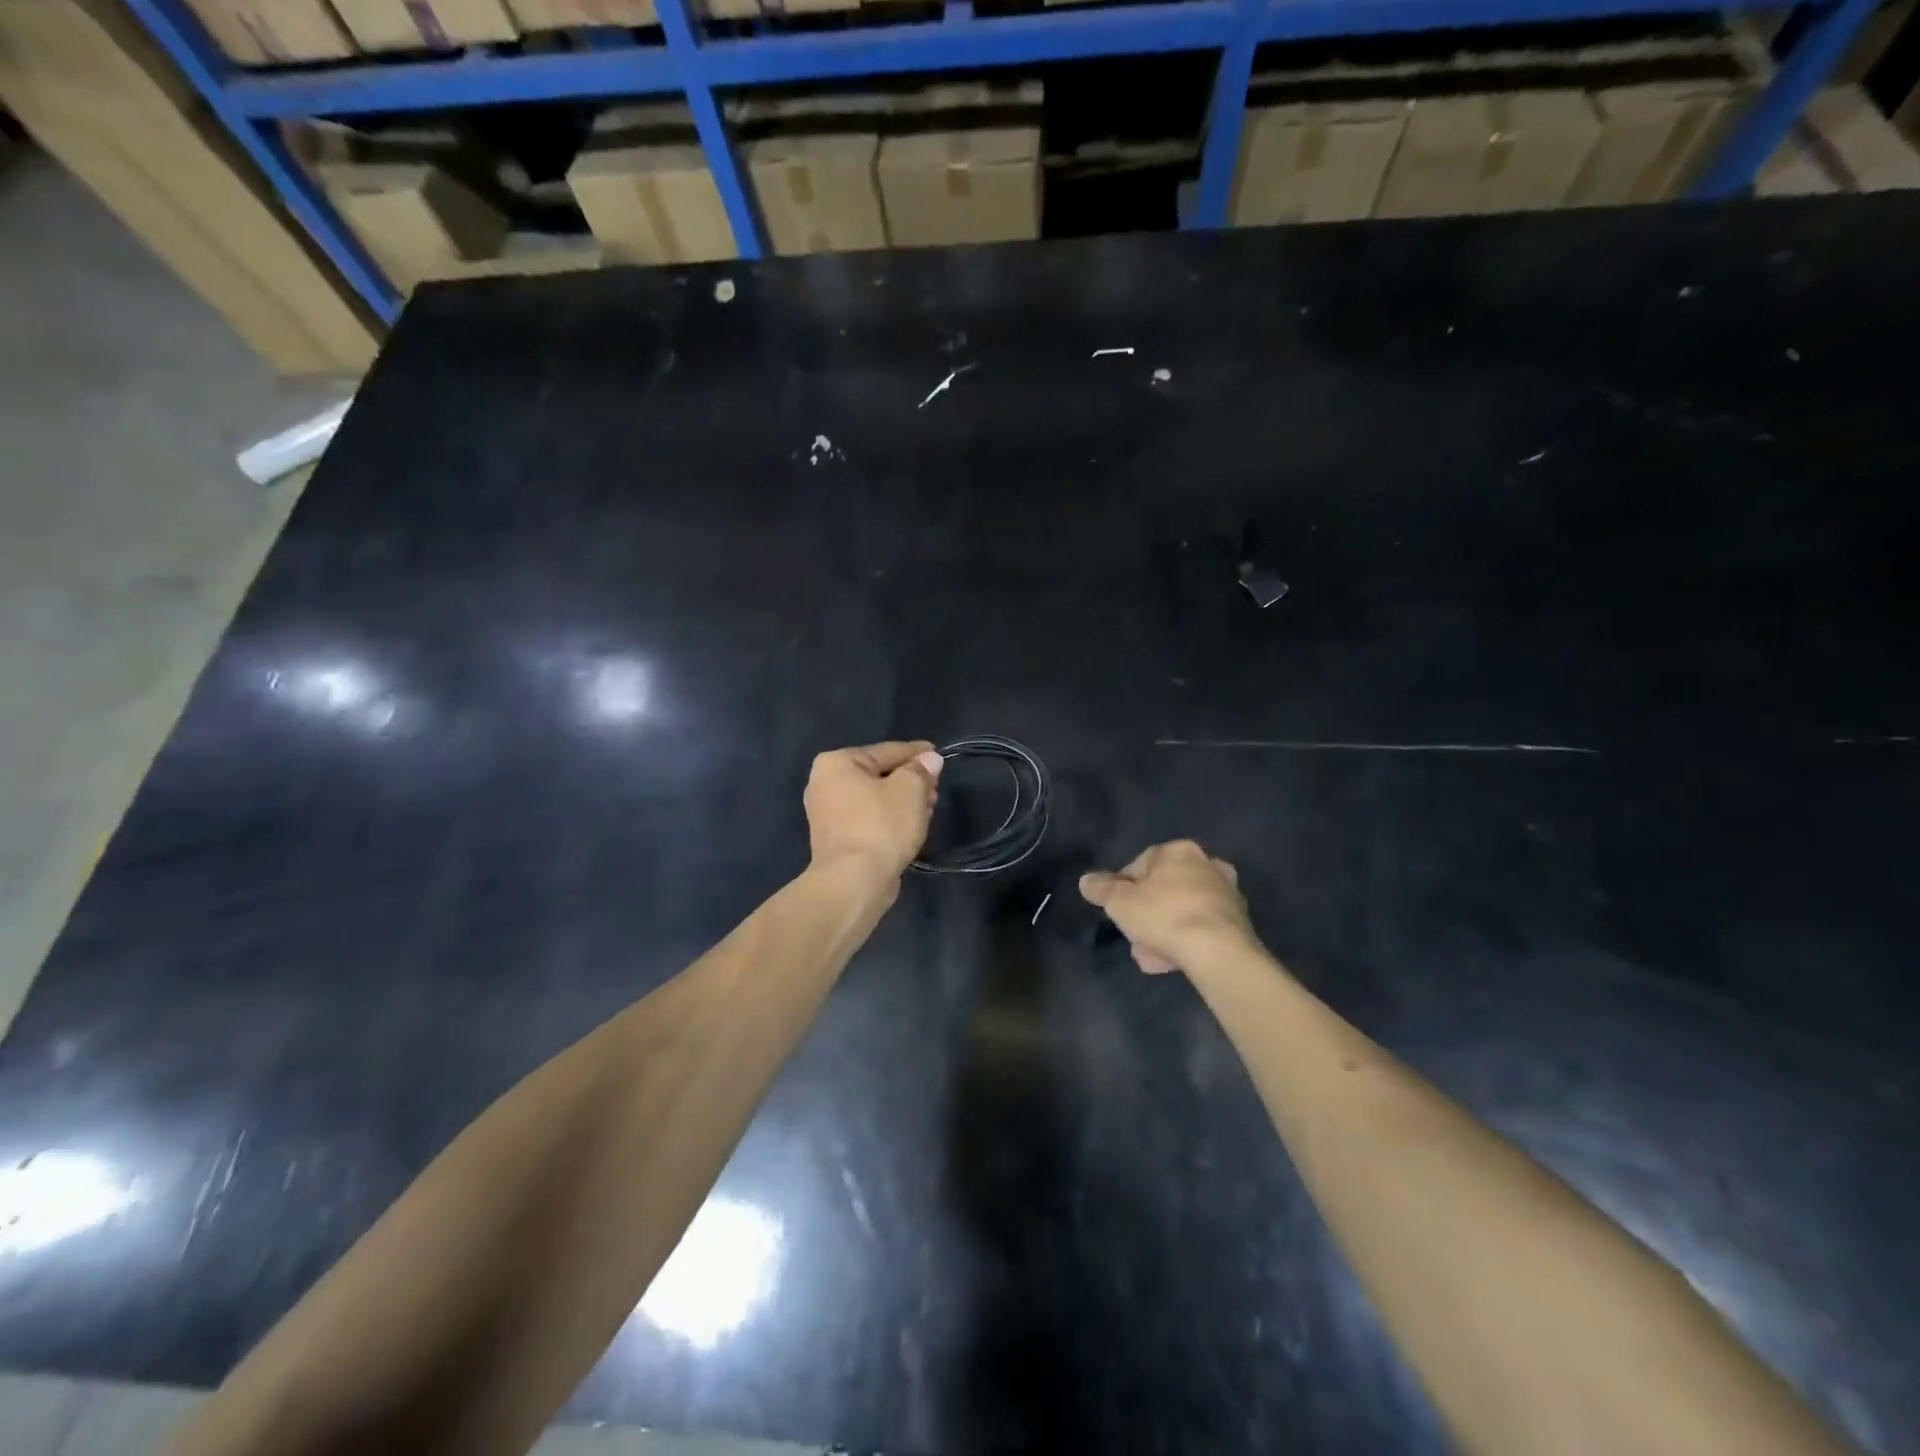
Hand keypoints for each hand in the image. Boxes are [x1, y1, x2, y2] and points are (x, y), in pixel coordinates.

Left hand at [805, 741, 944, 881]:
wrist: (853, 882)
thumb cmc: (881, 826)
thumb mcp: (910, 789)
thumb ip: (921, 770)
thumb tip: (930, 759)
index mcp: (837, 763)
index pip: (886, 751)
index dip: (916, 753)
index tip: (937, 754)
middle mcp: (825, 784)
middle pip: (879, 775)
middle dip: (910, 780)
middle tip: (936, 787)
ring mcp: (828, 815)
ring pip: (876, 799)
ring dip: (903, 801)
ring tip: (929, 807)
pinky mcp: (837, 840)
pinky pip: (869, 820)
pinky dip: (890, 819)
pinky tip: (912, 825)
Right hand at [1079, 840, 1256, 973]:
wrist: (1218, 951)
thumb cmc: (1163, 915)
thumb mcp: (1119, 902)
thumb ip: (1101, 889)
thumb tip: (1086, 881)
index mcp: (1178, 851)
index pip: (1140, 864)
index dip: (1123, 888)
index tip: (1116, 910)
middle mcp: (1207, 864)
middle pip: (1165, 889)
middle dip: (1147, 913)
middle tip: (1134, 936)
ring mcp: (1227, 894)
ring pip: (1183, 910)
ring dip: (1164, 931)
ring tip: (1149, 957)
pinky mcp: (1239, 922)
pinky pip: (1201, 928)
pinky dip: (1186, 941)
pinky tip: (1171, 961)